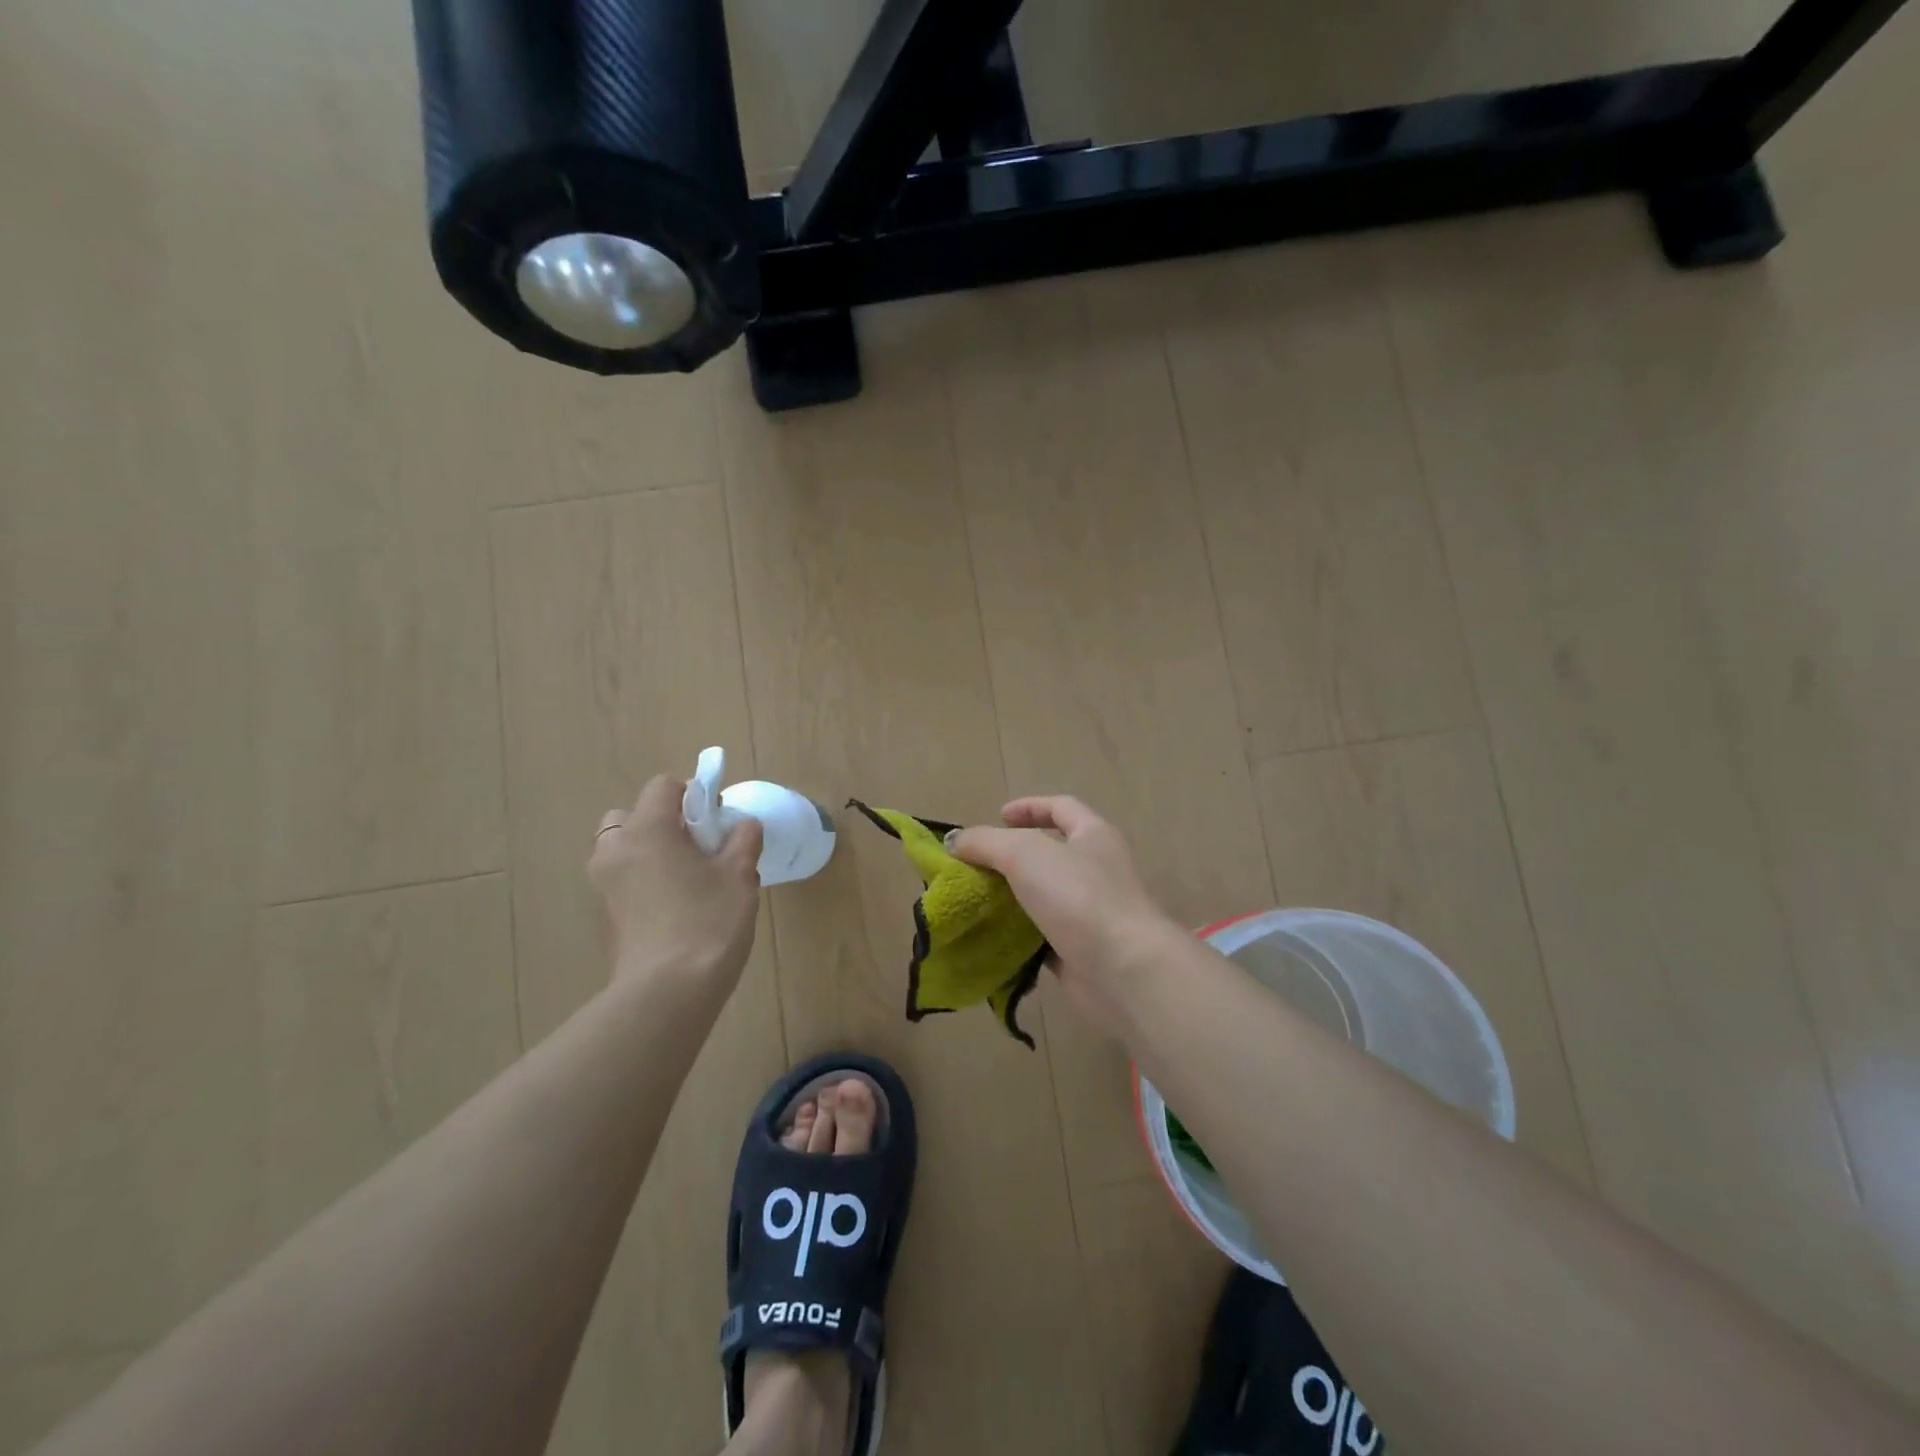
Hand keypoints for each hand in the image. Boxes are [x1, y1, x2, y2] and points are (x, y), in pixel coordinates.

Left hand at [588, 775, 762, 990]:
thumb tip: (744, 825)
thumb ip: (743, 840)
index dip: (693, 794)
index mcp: (647, 829)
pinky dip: (642, 883)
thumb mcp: (739, 875)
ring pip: (622, 850)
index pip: (663, 786)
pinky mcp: (604, 918)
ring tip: (686, 879)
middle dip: (661, 823)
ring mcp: (603, 886)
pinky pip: (622, 882)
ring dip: (648, 853)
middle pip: (631, 816)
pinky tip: (674, 909)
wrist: (667, 992)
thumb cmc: (708, 921)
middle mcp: (615, 850)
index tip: (716, 820)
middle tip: (697, 848)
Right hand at [952, 796, 1180, 1035]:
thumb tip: (955, 840)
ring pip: (1044, 897)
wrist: (1123, 970)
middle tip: (975, 865)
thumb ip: (986, 842)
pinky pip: (1043, 937)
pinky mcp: (1081, 951)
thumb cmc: (1078, 896)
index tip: (997, 817)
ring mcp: (1091, 912)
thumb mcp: (1024, 854)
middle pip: (1051, 853)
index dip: (1030, 807)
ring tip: (974, 900)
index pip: (1062, 807)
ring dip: (1012, 898)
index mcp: (1093, 835)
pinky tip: (990, 938)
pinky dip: (1018, 936)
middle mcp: (1097, 869)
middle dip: (1012, 857)